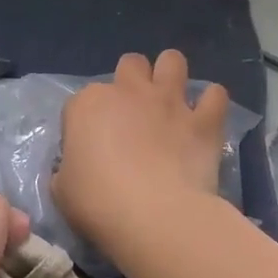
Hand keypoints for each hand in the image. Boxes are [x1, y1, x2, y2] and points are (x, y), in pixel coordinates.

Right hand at [53, 50, 230, 250]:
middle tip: (133, 114)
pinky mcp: (203, 120)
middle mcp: (128, 91)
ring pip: (172, 61)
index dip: (85, 123)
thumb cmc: (97, 203)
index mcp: (87, 105)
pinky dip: (211, 103)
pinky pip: (216, 95)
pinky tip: (206, 118)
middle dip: (131, 82)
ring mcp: (169, 101)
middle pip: (130, 64)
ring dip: (171, 75)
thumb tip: (79, 168)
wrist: (153, 216)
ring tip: (170, 101)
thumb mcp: (61, 188)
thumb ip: (69, 168)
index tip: (90, 148)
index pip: (80, 102)